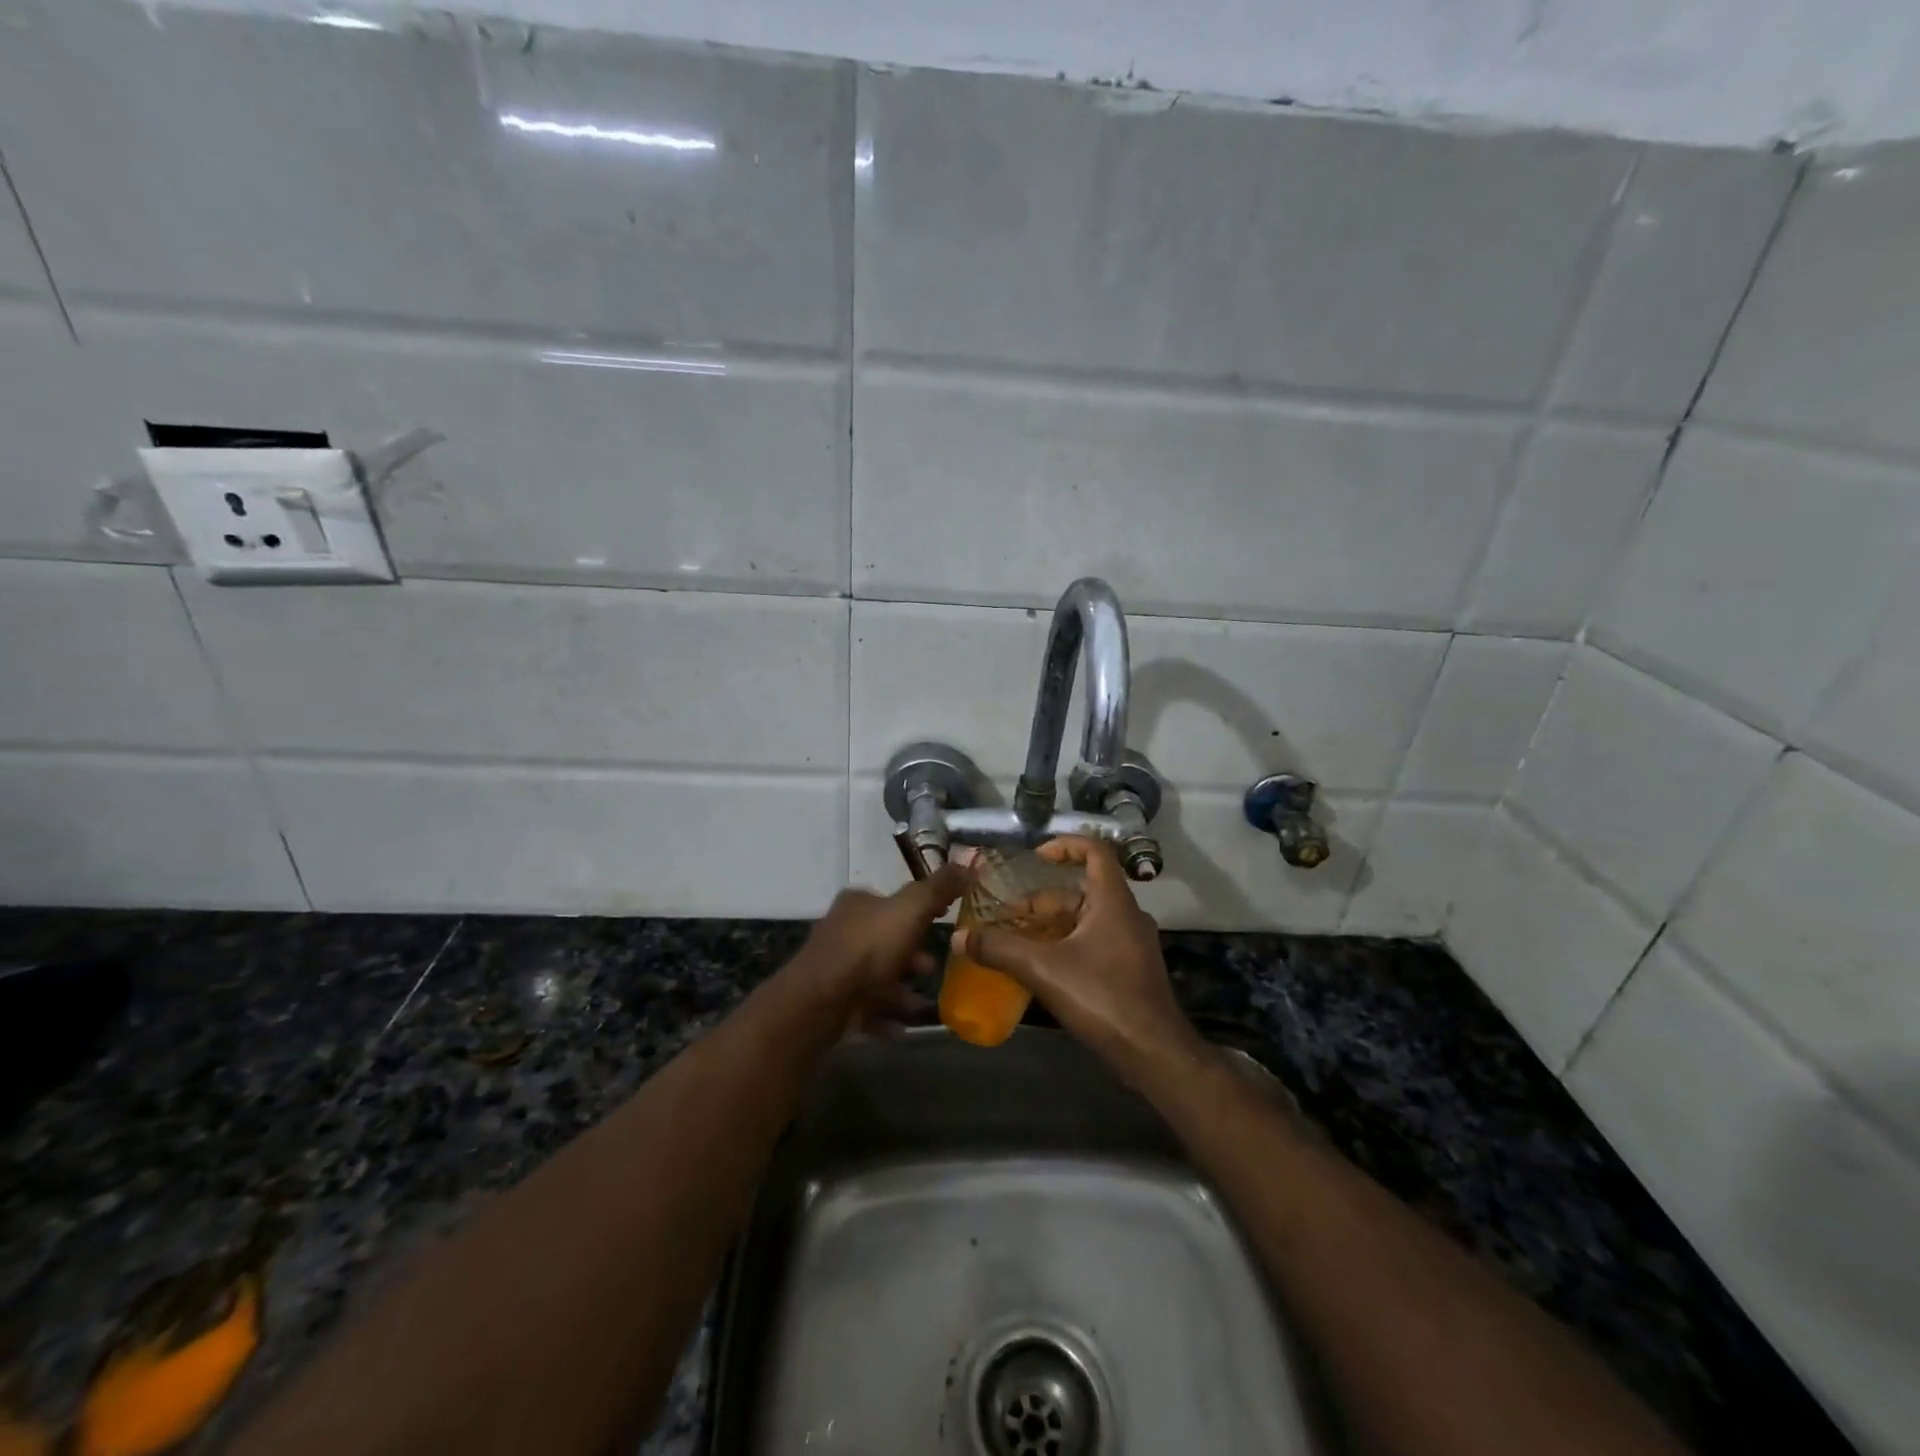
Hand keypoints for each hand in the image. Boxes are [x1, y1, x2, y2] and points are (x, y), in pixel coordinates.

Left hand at [794, 864, 966, 1028]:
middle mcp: (843, 929)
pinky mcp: (832, 1001)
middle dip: (912, 954)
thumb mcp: (911, 909)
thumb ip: (939, 888)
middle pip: (886, 939)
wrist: (822, 1000)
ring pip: (877, 975)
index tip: (943, 922)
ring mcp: (835, 967)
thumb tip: (967, 863)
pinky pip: (866, 1006)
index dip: (920, 910)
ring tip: (922, 1003)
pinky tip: (902, 1026)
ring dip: (901, 988)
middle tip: (932, 968)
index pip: (893, 901)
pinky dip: (885, 1014)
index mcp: (858, 902)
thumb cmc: (869, 947)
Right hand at [952, 837, 1205, 1081]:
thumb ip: (1000, 950)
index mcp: (1113, 901)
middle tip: (1007, 916)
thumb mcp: (1044, 970)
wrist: (1153, 1053)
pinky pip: (1094, 941)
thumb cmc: (1103, 998)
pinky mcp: (1131, 969)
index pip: (1095, 850)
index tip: (1035, 858)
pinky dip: (1067, 944)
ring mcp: (1132, 943)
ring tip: (1016, 940)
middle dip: (1042, 900)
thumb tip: (959, 937)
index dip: (1065, 846)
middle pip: (1082, 891)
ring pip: (1086, 919)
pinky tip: (1041, 967)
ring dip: (1052, 924)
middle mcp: (1126, 914)